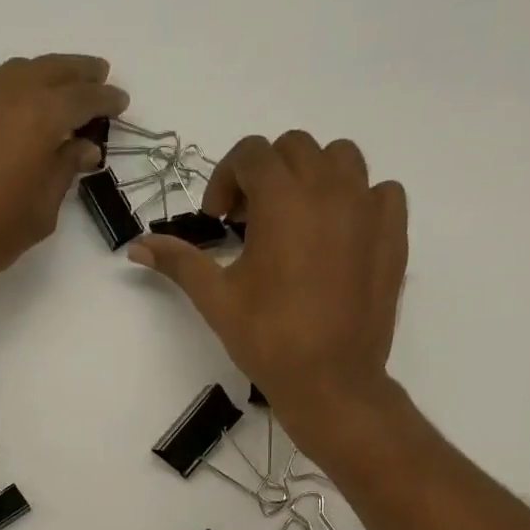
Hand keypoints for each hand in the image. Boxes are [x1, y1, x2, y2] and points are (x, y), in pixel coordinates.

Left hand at [0, 54, 128, 295]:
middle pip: (52, 70)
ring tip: (66, 87)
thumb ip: (64, 172)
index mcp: (40, 116)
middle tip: (100, 78)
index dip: (105, 100)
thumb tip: (83, 147)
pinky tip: (29, 105)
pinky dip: (23, 85)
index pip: (82, 98)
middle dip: (79, 73)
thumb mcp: (41, 211)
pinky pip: (1, 86)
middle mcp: (12, 96)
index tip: (122, 102)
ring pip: (23, 71)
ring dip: (49, 73)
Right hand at [129, 132, 407, 425]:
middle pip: (295, 149)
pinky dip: (356, 199)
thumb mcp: (216, 299)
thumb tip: (136, 246)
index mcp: (283, 199)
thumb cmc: (267, 339)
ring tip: (296, 221)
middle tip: (251, 223)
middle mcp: (329, 189)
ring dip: (312, 177)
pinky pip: (380, 191)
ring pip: (341, 159)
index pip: (251, 154)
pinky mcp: (393, 232)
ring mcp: (367, 208)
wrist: (329, 380)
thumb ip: (179, 262)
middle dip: (265, 176)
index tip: (219, 219)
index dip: (226, 179)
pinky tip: (338, 234)